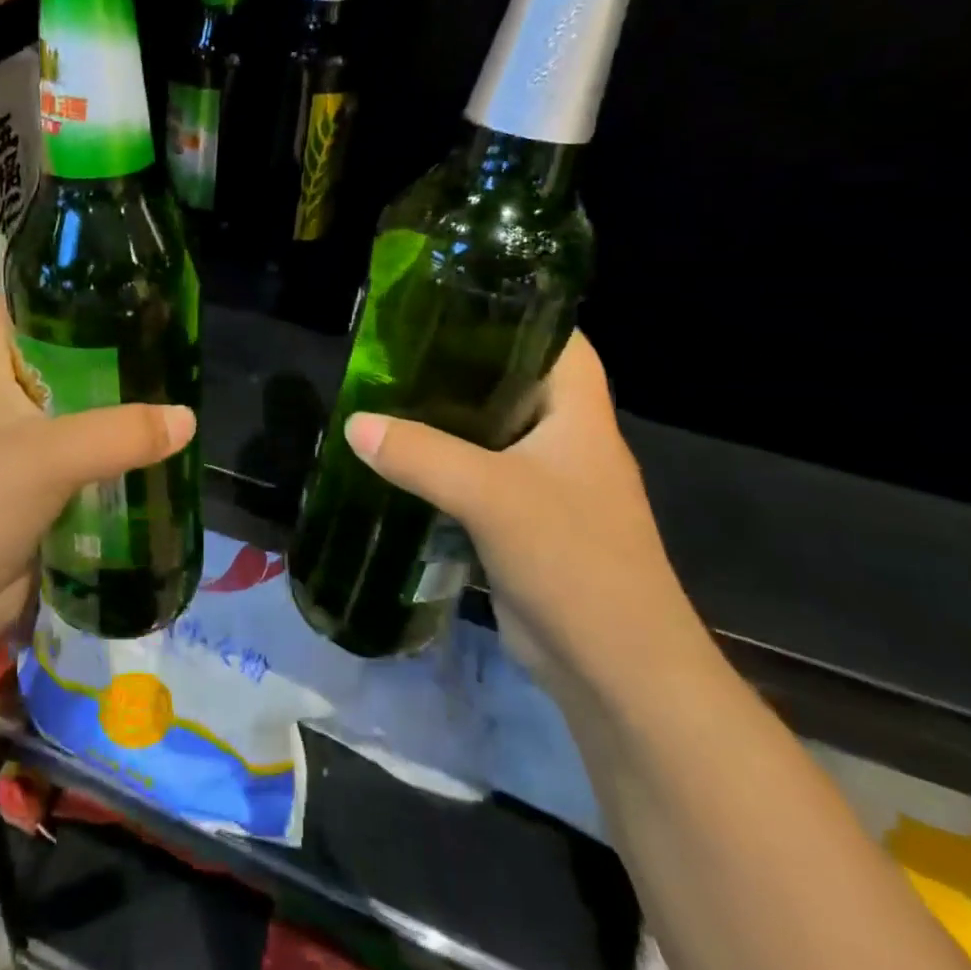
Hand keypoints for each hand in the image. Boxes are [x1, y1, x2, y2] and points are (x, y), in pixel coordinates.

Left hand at [0, 299, 195, 651]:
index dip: (49, 293)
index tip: (106, 285)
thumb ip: (120, 433)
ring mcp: (12, 453)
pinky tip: (147, 454)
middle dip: (99, 354)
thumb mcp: (48, 457)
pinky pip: (75, 463)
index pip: (12, 312)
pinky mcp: (29, 495)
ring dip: (108, 411)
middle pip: (51, 364)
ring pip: (68, 416)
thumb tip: (187, 418)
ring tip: (165, 392)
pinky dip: (106, 458)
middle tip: (158, 341)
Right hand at [344, 333, 709, 714]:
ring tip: (385, 393)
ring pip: (486, 432)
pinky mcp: (520, 523)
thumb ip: (421, 455)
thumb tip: (354, 423)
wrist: (616, 671)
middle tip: (397, 346)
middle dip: (458, 363)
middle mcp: (564, 440)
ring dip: (443, 418)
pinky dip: (439, 465)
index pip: (556, 340)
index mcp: (578, 414)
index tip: (452, 299)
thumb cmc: (574, 561)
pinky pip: (474, 477)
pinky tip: (396, 459)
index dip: (514, 311)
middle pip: (510, 382)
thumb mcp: (492, 496)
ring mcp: (544, 484)